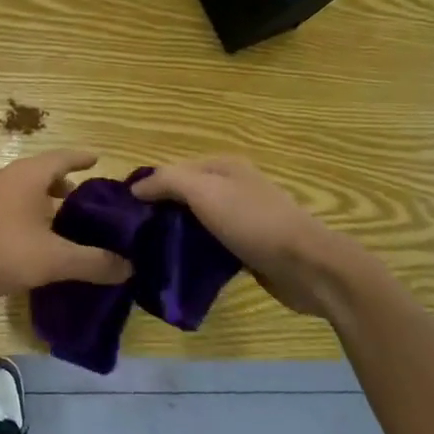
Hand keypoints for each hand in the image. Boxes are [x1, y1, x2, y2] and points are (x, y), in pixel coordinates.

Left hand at [0, 150, 131, 300]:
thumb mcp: (53, 260)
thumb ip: (93, 262)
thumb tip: (128, 266)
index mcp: (28, 175)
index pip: (63, 157)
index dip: (82, 159)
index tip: (98, 160)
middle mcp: (6, 175)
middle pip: (42, 173)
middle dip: (65, 185)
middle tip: (87, 203)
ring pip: (23, 189)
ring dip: (43, 200)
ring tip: (61, 223)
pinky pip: (8, 203)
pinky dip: (26, 212)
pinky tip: (31, 238)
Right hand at [132, 158, 383, 318]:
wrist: (308, 267)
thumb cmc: (252, 222)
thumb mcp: (204, 192)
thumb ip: (166, 182)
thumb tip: (135, 187)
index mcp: (224, 166)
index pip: (174, 170)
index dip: (149, 186)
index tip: (125, 211)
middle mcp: (234, 186)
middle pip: (186, 195)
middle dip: (162, 211)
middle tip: (134, 234)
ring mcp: (245, 217)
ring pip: (199, 221)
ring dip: (178, 233)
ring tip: (151, 251)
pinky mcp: (251, 247)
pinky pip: (214, 245)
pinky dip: (197, 252)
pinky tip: (181, 265)